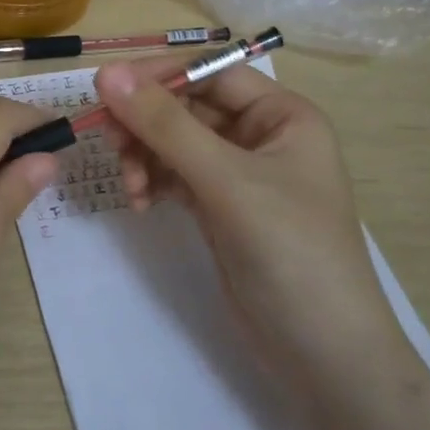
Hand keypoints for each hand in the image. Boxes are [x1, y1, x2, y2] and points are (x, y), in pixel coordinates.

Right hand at [94, 56, 398, 382]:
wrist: (324, 357)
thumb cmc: (291, 253)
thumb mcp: (227, 182)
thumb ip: (166, 126)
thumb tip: (107, 74)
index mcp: (281, 115)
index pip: (209, 73)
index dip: (158, 76)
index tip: (106, 90)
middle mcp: (260, 136)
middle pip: (187, 107)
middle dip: (146, 123)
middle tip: (108, 141)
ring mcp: (239, 175)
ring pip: (174, 142)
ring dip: (144, 156)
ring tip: (131, 187)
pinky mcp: (220, 208)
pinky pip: (175, 176)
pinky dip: (153, 182)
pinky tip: (141, 202)